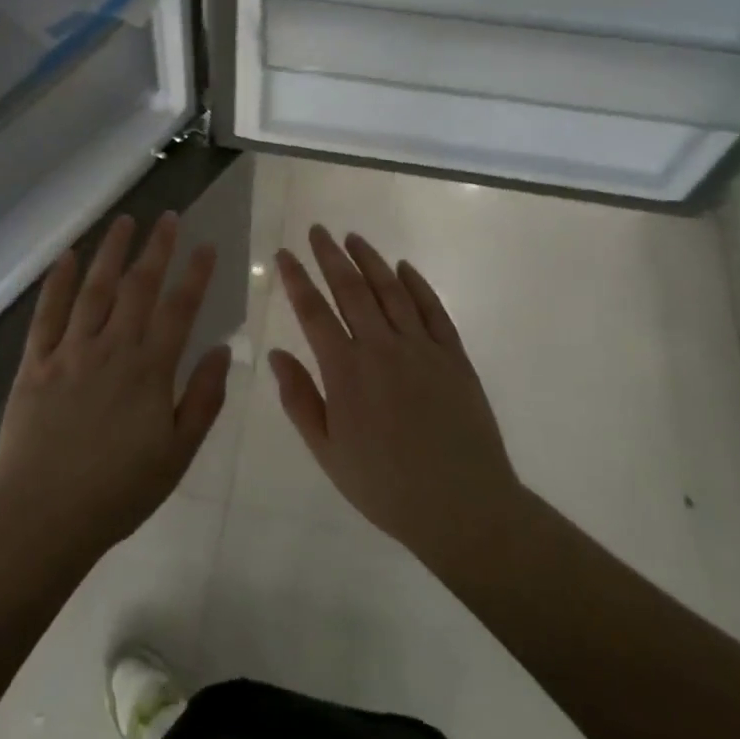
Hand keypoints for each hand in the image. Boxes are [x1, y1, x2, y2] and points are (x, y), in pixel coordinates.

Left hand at [0, 213, 229, 564]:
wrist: (43, 518)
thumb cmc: (118, 493)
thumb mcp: (177, 455)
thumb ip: (203, 399)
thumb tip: (224, 351)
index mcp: (149, 370)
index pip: (179, 309)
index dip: (196, 274)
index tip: (206, 246)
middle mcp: (112, 348)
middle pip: (138, 287)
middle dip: (156, 248)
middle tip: (168, 217)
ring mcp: (70, 352)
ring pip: (94, 289)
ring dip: (111, 252)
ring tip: (124, 221)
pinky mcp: (34, 363)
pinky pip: (47, 315)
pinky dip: (57, 283)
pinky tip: (66, 257)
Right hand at [271, 226, 526, 575]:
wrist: (463, 508)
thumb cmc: (385, 486)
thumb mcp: (328, 452)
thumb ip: (300, 399)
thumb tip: (276, 354)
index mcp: (346, 371)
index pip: (314, 312)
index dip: (297, 279)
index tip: (284, 254)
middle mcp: (382, 348)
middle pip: (351, 289)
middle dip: (330, 256)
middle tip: (317, 230)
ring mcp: (421, 348)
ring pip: (391, 291)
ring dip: (370, 260)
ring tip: (353, 238)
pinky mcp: (453, 356)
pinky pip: (433, 309)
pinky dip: (417, 284)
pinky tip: (404, 267)